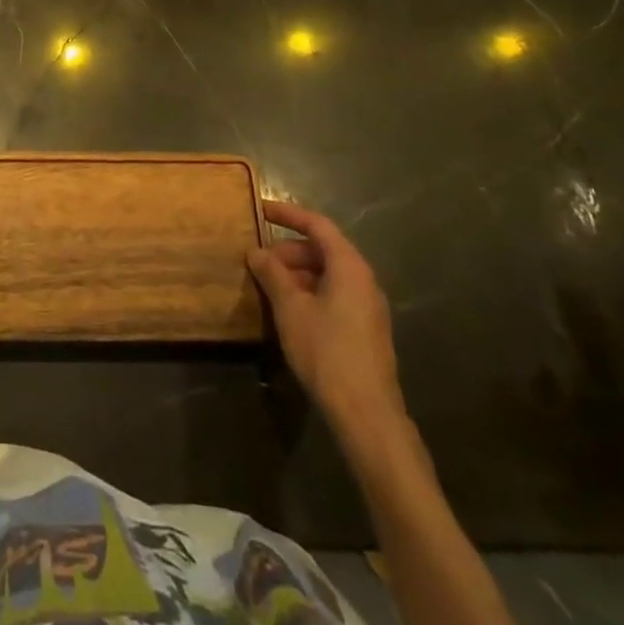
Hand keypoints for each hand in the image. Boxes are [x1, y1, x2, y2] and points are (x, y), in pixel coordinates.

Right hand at [248, 201, 407, 452]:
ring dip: (296, 274)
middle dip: (287, 251)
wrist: (366, 414)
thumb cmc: (326, 351)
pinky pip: (333, 295)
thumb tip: (256, 252)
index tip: (261, 209)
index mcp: (349, 267)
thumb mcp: (290, 308)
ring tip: (268, 287)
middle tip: (258, 262)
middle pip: (322, 250)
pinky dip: (308, 292)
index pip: (318, 225)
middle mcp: (363, 280)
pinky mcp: (365, 330)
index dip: (288, 214)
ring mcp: (367, 307)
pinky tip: (288, 312)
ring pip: (327, 275)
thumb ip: (272, 274)